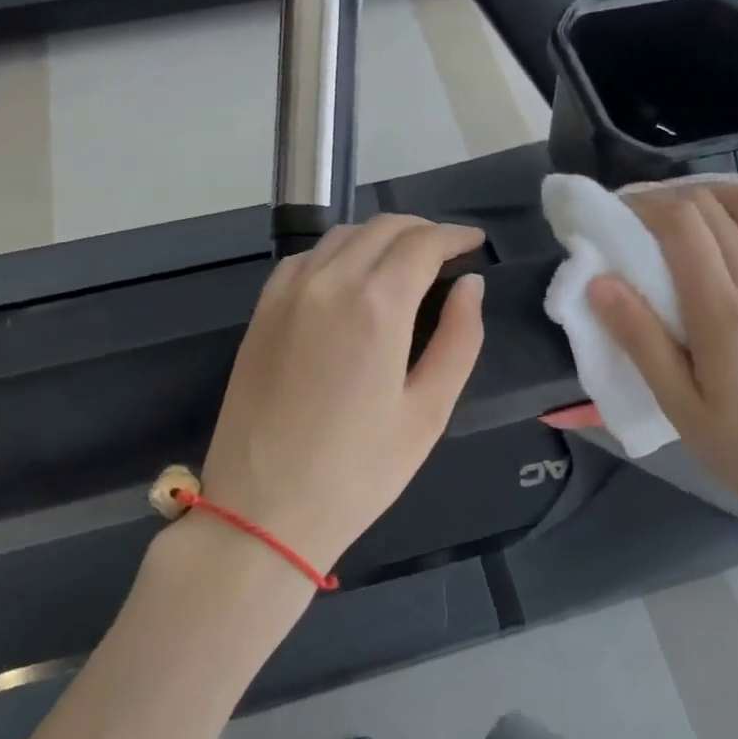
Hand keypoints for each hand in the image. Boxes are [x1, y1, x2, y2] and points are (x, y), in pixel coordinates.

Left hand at [199, 215, 486, 577]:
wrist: (262, 510)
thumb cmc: (358, 471)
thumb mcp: (428, 411)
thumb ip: (460, 338)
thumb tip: (470, 285)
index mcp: (377, 304)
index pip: (423, 243)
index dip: (455, 236)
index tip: (475, 243)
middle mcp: (329, 282)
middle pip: (383, 228)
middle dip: (423, 231)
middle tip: (448, 253)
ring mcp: (288, 292)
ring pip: (343, 235)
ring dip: (382, 237)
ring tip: (406, 262)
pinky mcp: (263, 310)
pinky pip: (308, 258)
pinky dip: (340, 252)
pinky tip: (352, 277)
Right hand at [589, 183, 737, 537]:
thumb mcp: (677, 404)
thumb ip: (639, 340)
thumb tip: (598, 283)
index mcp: (723, 313)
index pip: (683, 225)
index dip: (646, 205)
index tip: (619, 212)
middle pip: (714, 207)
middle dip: (670, 198)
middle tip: (641, 215)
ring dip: (716, 193)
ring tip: (688, 209)